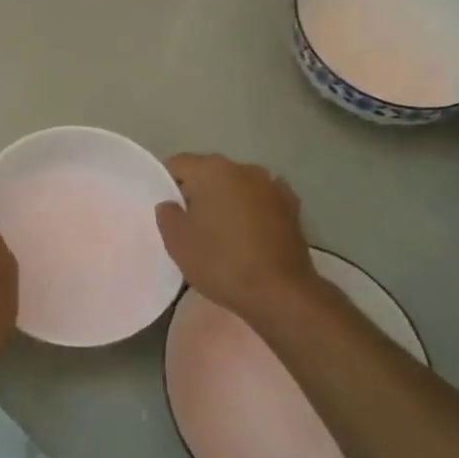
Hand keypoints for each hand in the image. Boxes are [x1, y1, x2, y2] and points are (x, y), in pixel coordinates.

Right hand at [156, 154, 323, 325]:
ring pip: (237, 187)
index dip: (166, 184)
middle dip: (197, 193)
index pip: (178, 164)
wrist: (281, 293)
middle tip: (188, 224)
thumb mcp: (178, 244)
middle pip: (209, 173)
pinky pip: (260, 202)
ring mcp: (272, 186)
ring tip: (220, 233)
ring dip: (226, 201)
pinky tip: (248, 237)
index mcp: (212, 170)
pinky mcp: (292, 207)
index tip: (166, 211)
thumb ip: (167, 216)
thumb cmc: (222, 263)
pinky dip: (251, 212)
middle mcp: (244, 168)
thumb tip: (171, 205)